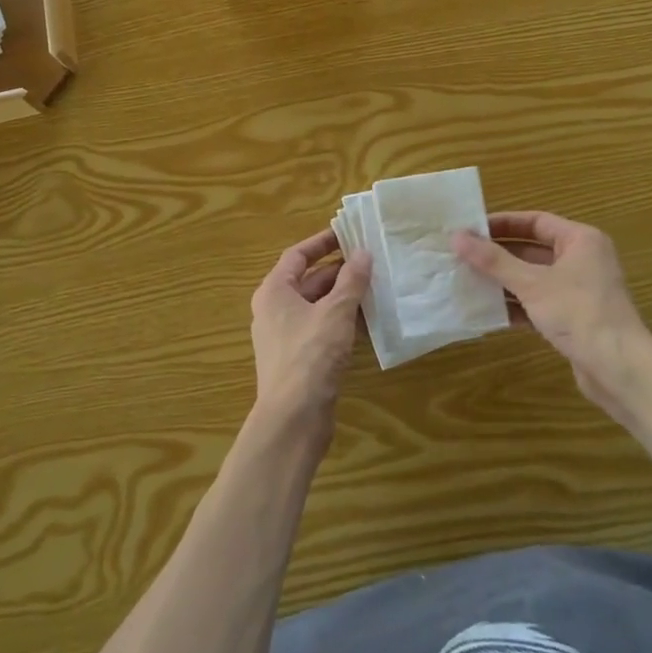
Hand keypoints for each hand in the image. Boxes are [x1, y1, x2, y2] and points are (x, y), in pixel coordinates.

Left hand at [249, 227, 370, 436]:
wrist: (293, 418)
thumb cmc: (310, 355)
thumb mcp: (336, 312)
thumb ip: (351, 280)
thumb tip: (363, 253)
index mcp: (275, 291)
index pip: (297, 255)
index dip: (322, 242)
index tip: (349, 234)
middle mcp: (275, 310)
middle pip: (309, 280)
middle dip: (340, 271)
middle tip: (372, 261)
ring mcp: (285, 337)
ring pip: (318, 306)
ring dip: (344, 297)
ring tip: (377, 288)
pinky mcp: (299, 359)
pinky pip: (322, 329)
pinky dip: (342, 322)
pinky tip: (369, 322)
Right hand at [454, 212, 651, 426]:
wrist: (618, 368)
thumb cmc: (577, 312)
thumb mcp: (531, 283)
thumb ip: (493, 260)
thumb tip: (456, 236)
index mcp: (580, 240)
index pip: (536, 221)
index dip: (503, 223)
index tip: (470, 228)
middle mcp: (582, 260)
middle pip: (532, 249)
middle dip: (498, 254)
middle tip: (462, 255)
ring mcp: (579, 291)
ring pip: (533, 278)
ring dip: (503, 281)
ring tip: (466, 280)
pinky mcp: (573, 319)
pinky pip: (538, 304)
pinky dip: (515, 305)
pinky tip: (487, 311)